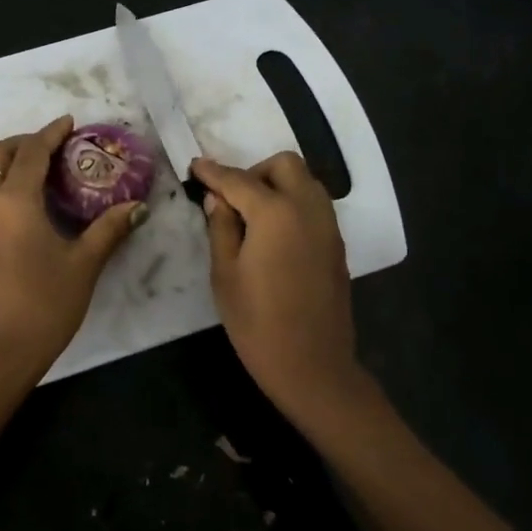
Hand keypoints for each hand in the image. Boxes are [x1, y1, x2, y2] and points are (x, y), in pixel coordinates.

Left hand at [0, 116, 142, 385]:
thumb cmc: (43, 308)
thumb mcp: (83, 267)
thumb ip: (109, 230)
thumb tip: (138, 206)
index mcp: (15, 201)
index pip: (32, 153)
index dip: (51, 133)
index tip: (67, 123)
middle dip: (21, 145)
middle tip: (46, 151)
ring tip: (17, 178)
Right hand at [192, 152, 362, 414]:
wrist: (312, 365)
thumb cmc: (257, 323)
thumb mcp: (225, 275)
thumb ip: (221, 228)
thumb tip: (218, 200)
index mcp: (276, 213)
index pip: (239, 180)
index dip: (213, 172)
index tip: (195, 166)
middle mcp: (308, 208)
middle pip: (284, 165)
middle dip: (254, 172)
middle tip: (230, 199)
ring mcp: (328, 225)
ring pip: (305, 182)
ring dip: (277, 185)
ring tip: (250, 215)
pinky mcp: (336, 244)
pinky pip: (314, 205)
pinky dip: (292, 203)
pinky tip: (273, 233)